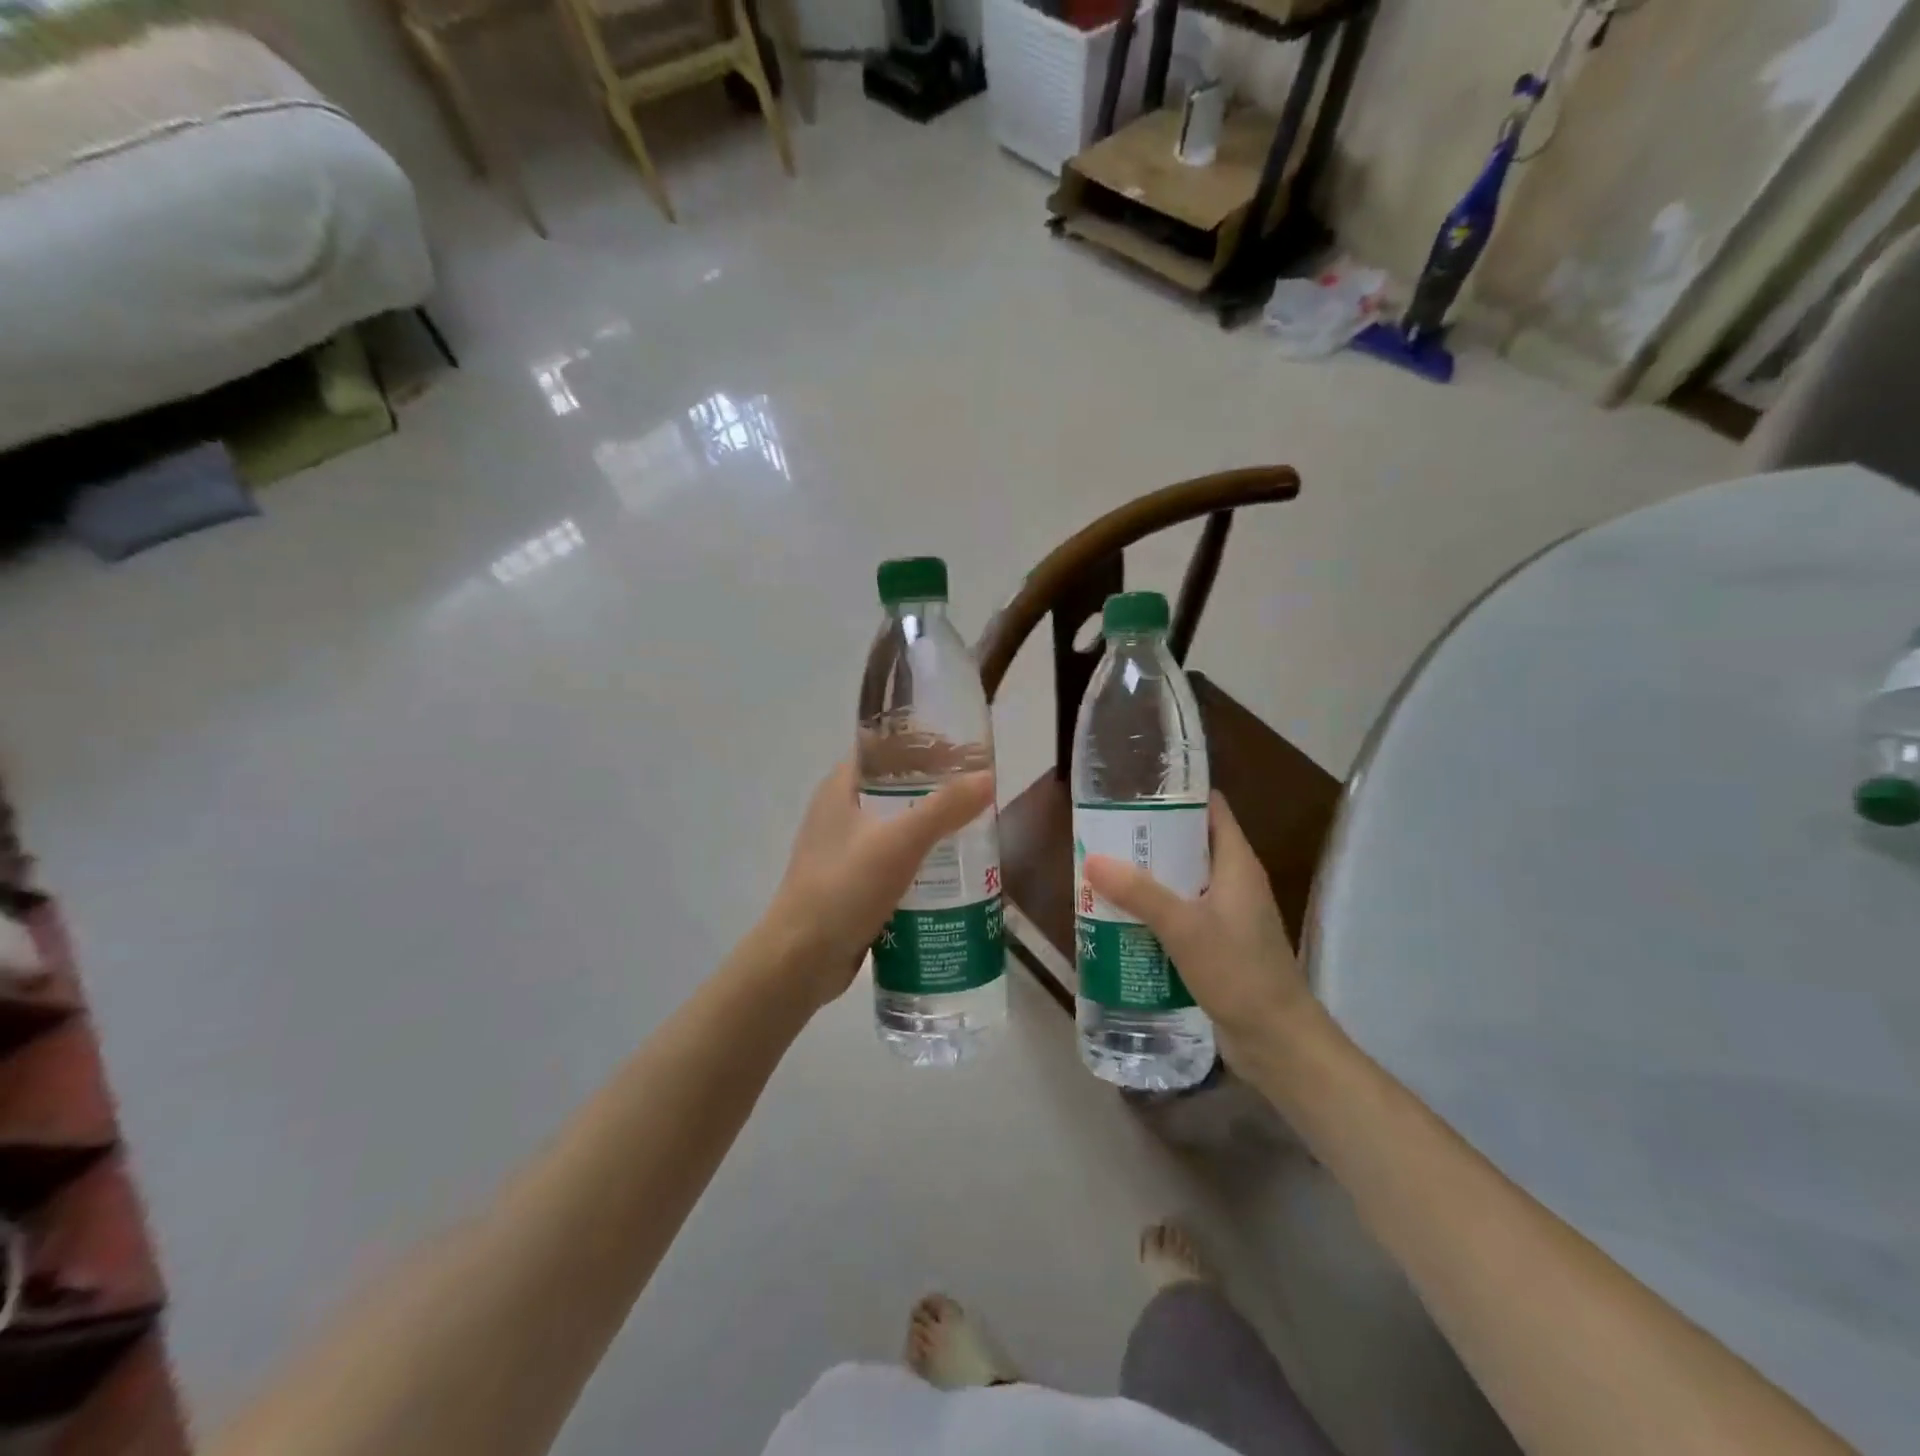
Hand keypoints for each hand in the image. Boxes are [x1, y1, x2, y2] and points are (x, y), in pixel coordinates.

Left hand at [763, 762, 995, 1010]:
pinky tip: (952, 874)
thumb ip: (944, 809)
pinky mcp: (852, 883)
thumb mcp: (899, 843)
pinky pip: (895, 860)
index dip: (924, 745)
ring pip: (897, 826)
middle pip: (896, 787)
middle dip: (937, 789)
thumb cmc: (843, 889)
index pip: (885, 749)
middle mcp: (840, 812)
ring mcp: (844, 849)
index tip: (966, 754)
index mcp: (841, 788)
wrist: (800, 961)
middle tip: (980, 797)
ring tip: (975, 832)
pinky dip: (921, 860)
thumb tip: (988, 778)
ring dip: (932, 827)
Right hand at [1083, 794, 1314, 1057]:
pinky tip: (1123, 914)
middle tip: (1106, 831)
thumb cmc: (1238, 973)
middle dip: (1151, 836)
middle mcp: (1234, 881)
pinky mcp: (1218, 941)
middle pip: (1191, 842)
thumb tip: (1092, 859)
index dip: (1177, 793)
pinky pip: (1182, 910)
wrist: (1277, 1041)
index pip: (1211, 808)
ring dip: (1150, 874)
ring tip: (1105, 868)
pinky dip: (1156, 907)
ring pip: (1184, 879)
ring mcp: (1227, 913)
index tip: (1135, 788)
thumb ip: (1140, 893)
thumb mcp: (1184, 928)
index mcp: (1237, 863)